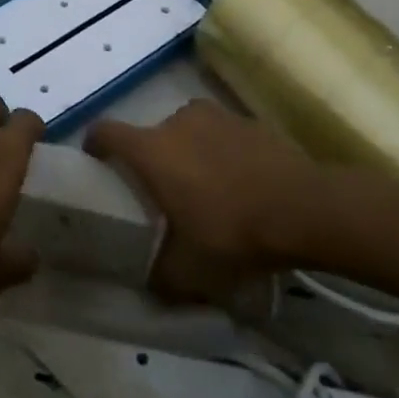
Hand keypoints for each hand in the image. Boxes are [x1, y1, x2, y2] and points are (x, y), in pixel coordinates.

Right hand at [86, 100, 328, 301]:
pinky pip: (219, 133)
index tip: (96, 162)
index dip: (95, 144)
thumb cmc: (233, 232)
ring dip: (188, 153)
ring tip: (205, 187)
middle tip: (164, 195)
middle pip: (150, 135)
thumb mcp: (189, 271)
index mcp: (152, 149)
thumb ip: (160, 275)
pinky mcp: (246, 119)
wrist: (303, 208)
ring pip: (186, 132)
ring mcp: (214, 115)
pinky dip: (220, 152)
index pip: (105, 132)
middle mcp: (176, 121)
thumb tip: (148, 282)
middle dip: (152, 161)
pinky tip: (239, 182)